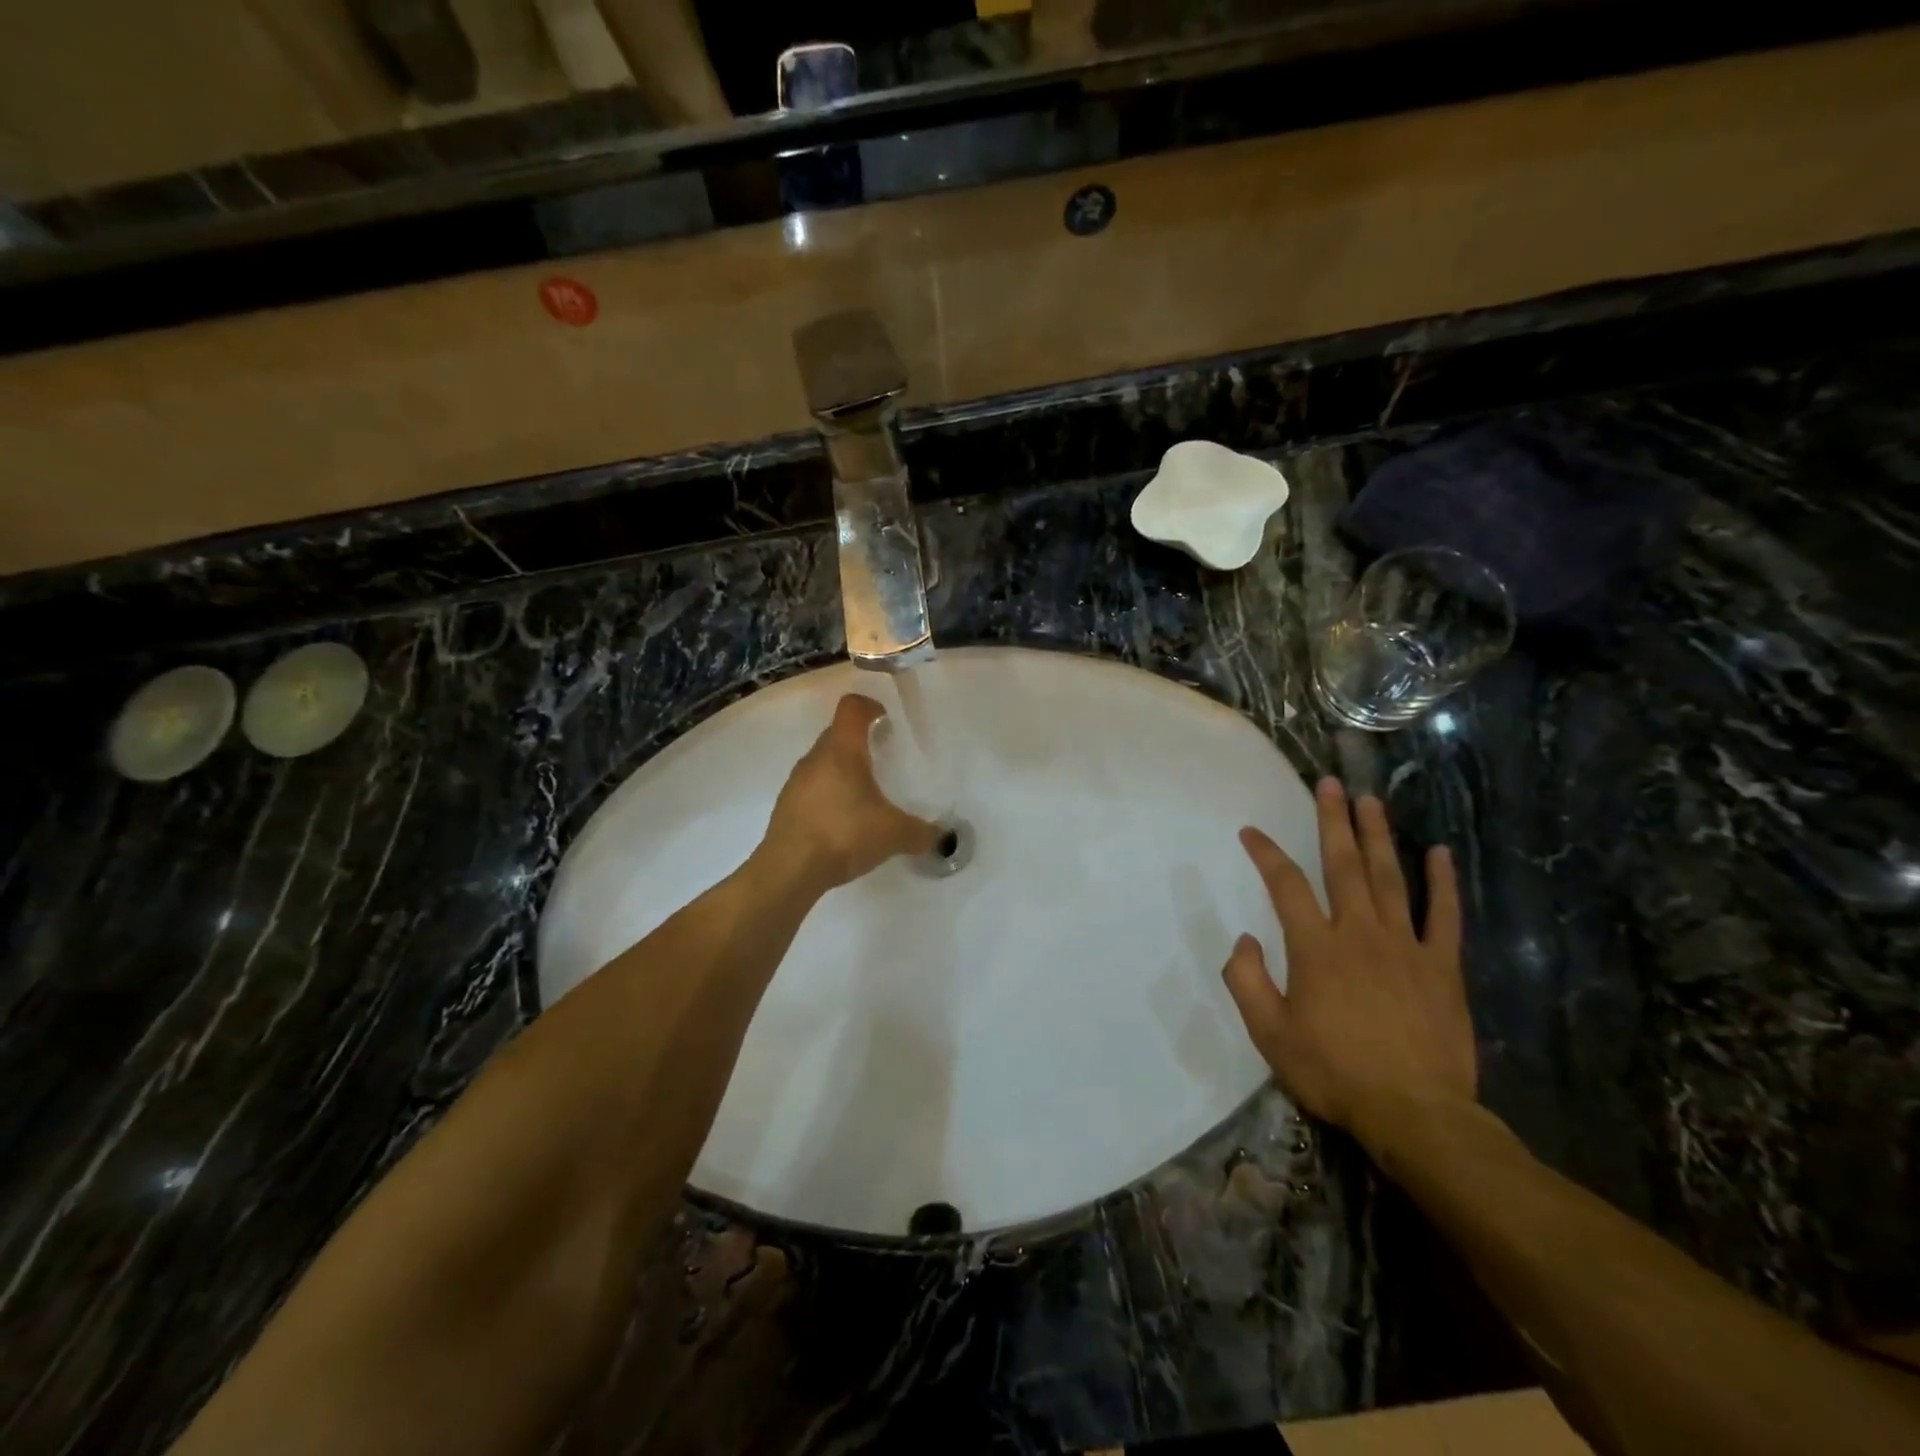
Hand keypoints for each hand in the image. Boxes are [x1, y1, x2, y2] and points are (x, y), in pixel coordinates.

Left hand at [760, 694, 941, 892]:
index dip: (870, 706)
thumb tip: (943, 837)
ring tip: (865, 796)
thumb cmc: (844, 835)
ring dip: (843, 770)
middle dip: (861, 742)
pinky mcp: (786, 806)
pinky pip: (812, 788)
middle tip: (884, 761)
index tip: (887, 721)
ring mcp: (796, 782)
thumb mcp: (894, 834)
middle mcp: (815, 758)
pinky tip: (844, 822)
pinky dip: (829, 795)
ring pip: (823, 762)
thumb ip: (922, 833)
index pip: (852, 707)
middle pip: (837, 734)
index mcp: (841, 750)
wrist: (789, 870)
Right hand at [1223, 778, 1475, 1153]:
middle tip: (1330, 783)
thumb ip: (1248, 981)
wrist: (1416, 1115)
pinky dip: (1443, 882)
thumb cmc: (1335, 1073)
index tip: (1251, 831)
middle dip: (1333, 821)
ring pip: (1390, 878)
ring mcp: (1406, 946)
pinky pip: (1444, 916)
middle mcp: (1360, 933)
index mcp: (1316, 948)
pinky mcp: (1443, 967)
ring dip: (1378, 836)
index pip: (1285, 885)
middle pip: (1344, 865)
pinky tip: (1440, 851)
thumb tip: (1244, 939)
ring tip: (1371, 800)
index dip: (1266, 853)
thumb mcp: (1270, 1035)